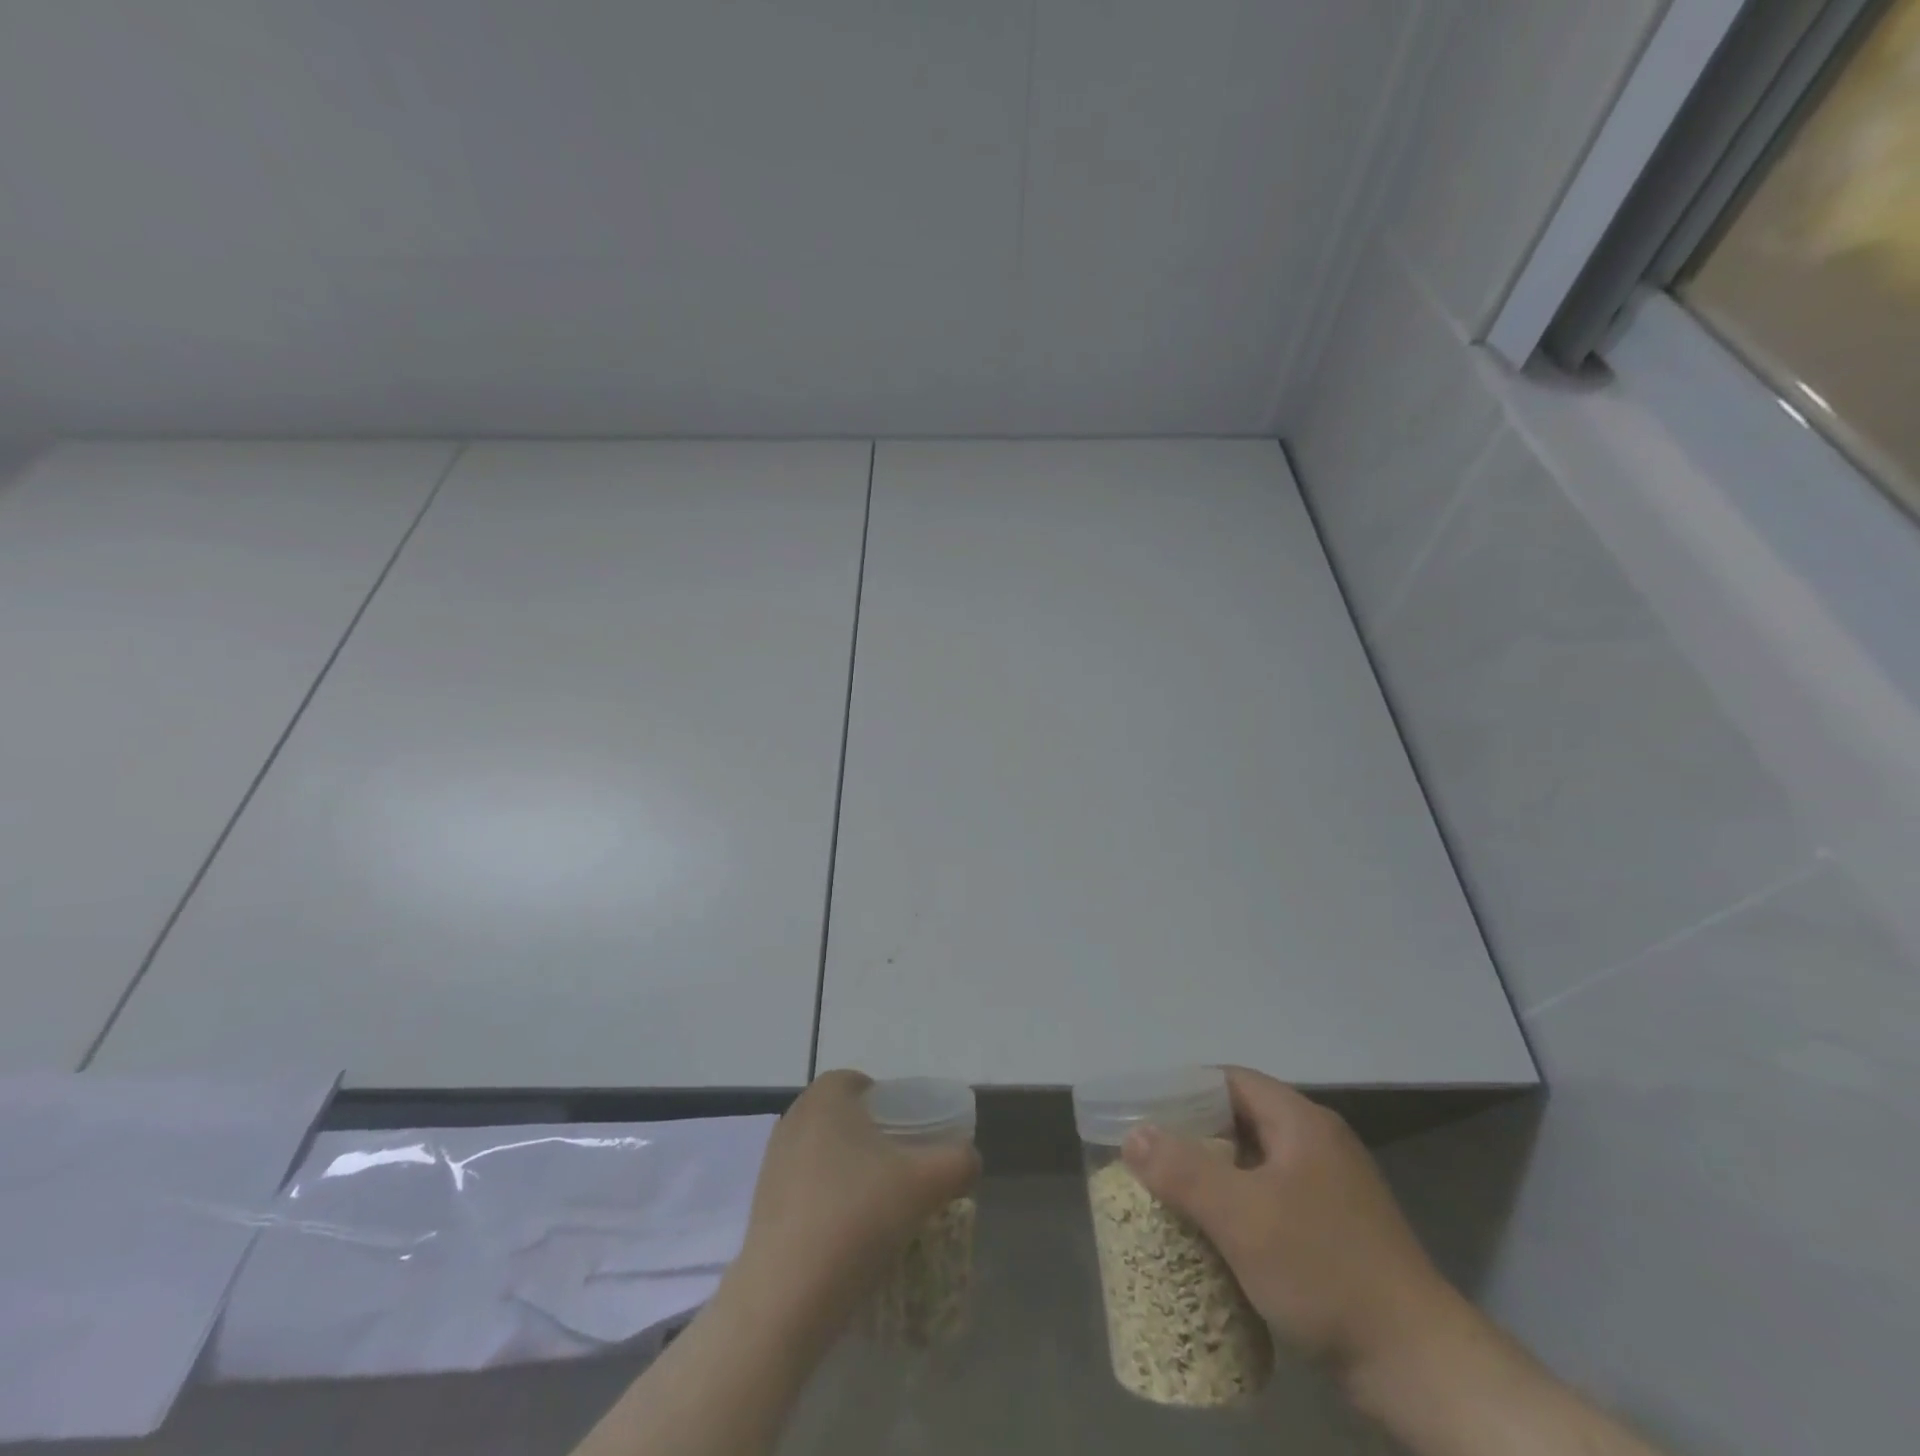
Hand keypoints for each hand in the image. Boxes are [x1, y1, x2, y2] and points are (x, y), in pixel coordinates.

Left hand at [724, 1069, 980, 1344]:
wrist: (786, 1299)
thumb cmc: (857, 1218)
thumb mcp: (927, 1184)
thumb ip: (958, 1161)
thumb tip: (968, 1158)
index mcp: (826, 1098)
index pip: (861, 1083)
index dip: (891, 1104)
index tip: (912, 1137)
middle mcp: (794, 1119)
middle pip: (844, 1119)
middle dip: (873, 1140)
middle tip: (903, 1174)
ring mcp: (772, 1164)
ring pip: (824, 1155)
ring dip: (851, 1174)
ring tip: (880, 1211)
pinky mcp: (760, 1207)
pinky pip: (806, 1190)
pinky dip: (829, 1204)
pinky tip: (848, 1239)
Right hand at [1120, 1067, 1460, 1376]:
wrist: (1420, 1367)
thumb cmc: (1324, 1271)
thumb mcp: (1242, 1216)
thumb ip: (1182, 1170)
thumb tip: (1133, 1135)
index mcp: (1301, 1122)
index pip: (1230, 1080)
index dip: (1184, 1091)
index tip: (1145, 1114)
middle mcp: (1318, 1144)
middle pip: (1241, 1120)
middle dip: (1193, 1137)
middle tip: (1150, 1158)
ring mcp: (1332, 1190)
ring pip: (1256, 1164)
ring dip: (1215, 1176)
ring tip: (1172, 1196)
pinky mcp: (1336, 1232)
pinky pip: (1273, 1201)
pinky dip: (1240, 1209)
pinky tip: (1217, 1238)